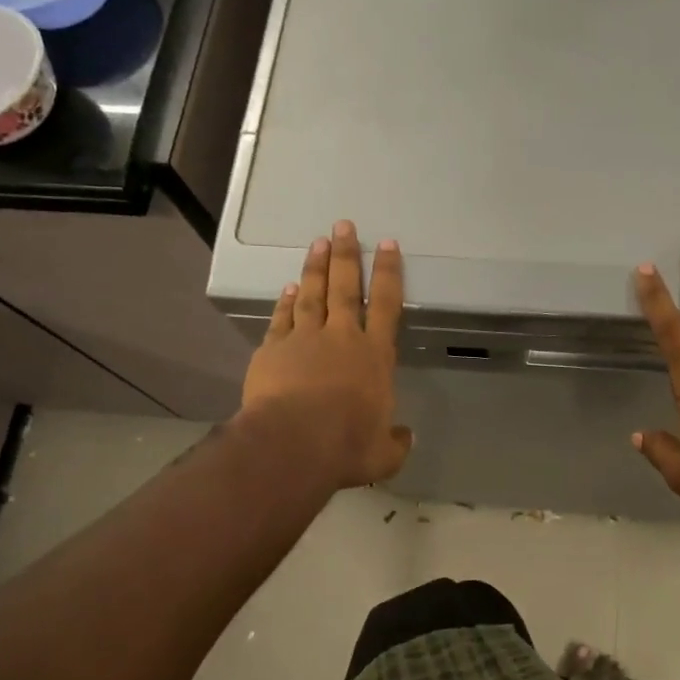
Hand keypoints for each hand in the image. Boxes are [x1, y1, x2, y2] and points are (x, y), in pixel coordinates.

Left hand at [240, 221, 411, 489]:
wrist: (294, 444)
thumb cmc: (347, 446)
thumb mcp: (383, 454)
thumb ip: (396, 442)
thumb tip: (406, 437)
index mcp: (374, 356)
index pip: (387, 304)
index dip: (388, 273)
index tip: (387, 245)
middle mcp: (342, 338)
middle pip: (346, 287)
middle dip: (347, 255)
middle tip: (344, 225)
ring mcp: (304, 339)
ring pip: (312, 294)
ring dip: (316, 267)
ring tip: (319, 242)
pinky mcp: (273, 350)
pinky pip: (282, 318)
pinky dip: (285, 301)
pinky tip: (288, 288)